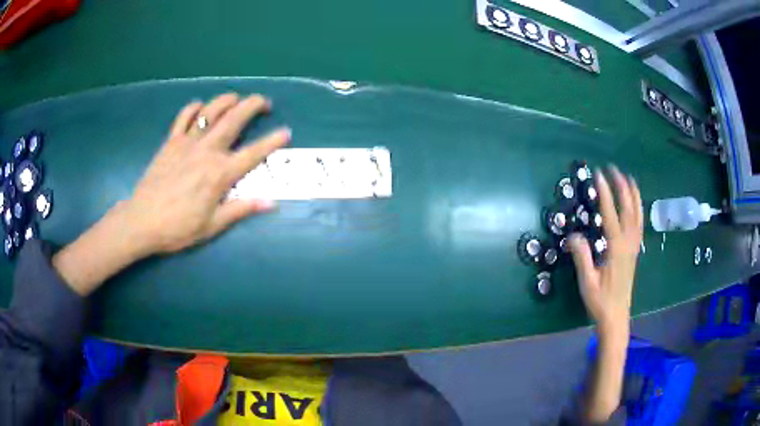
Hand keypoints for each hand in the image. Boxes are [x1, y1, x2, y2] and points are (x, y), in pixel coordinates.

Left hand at [125, 93, 290, 254]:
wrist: (142, 221)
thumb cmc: (178, 228)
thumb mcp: (212, 226)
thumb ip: (241, 209)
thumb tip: (270, 203)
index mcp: (219, 174)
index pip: (253, 153)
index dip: (272, 141)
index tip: (286, 132)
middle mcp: (206, 151)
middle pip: (234, 119)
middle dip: (253, 105)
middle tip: (264, 103)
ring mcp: (187, 143)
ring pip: (211, 111)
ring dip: (227, 100)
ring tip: (237, 98)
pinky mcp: (171, 141)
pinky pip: (184, 117)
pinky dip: (194, 108)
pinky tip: (200, 107)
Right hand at [568, 166, 642, 340]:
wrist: (616, 316)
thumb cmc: (600, 302)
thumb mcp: (587, 282)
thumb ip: (582, 258)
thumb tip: (573, 236)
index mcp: (616, 250)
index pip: (611, 216)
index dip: (605, 194)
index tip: (599, 176)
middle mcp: (628, 244)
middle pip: (628, 210)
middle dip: (621, 188)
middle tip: (613, 169)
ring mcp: (634, 247)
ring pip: (637, 216)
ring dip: (633, 195)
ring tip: (628, 178)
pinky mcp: (635, 251)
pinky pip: (639, 224)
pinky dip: (639, 209)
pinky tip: (635, 204)